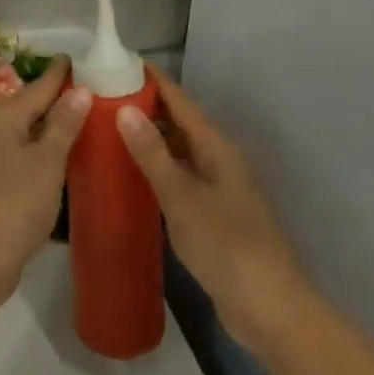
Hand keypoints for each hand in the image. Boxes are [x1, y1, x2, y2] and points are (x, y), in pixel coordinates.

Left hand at [0, 57, 91, 316]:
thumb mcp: (46, 163)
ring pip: (24, 137)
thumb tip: (80, 88)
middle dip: (56, 101)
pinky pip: (20, 162)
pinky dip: (40, 158)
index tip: (80, 58)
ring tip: (81, 126)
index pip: (39, 86)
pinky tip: (59, 167)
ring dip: (49, 132)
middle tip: (90, 92)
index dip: (60, 74)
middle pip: (29, 109)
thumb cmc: (11, 206)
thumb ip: (63, 125)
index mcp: (3, 117)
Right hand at [117, 67, 313, 353]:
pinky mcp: (213, 216)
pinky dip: (156, 170)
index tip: (117, 63)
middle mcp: (219, 159)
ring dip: (149, 139)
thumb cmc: (227, 246)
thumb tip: (124, 108)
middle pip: (179, 122)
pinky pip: (179, 178)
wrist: (271, 311)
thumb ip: (153, 154)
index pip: (179, 100)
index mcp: (216, 146)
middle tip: (103, 98)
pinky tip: (132, 177)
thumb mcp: (182, 198)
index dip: (151, 80)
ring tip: (108, 131)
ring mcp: (218, 189)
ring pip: (178, 151)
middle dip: (145, 107)